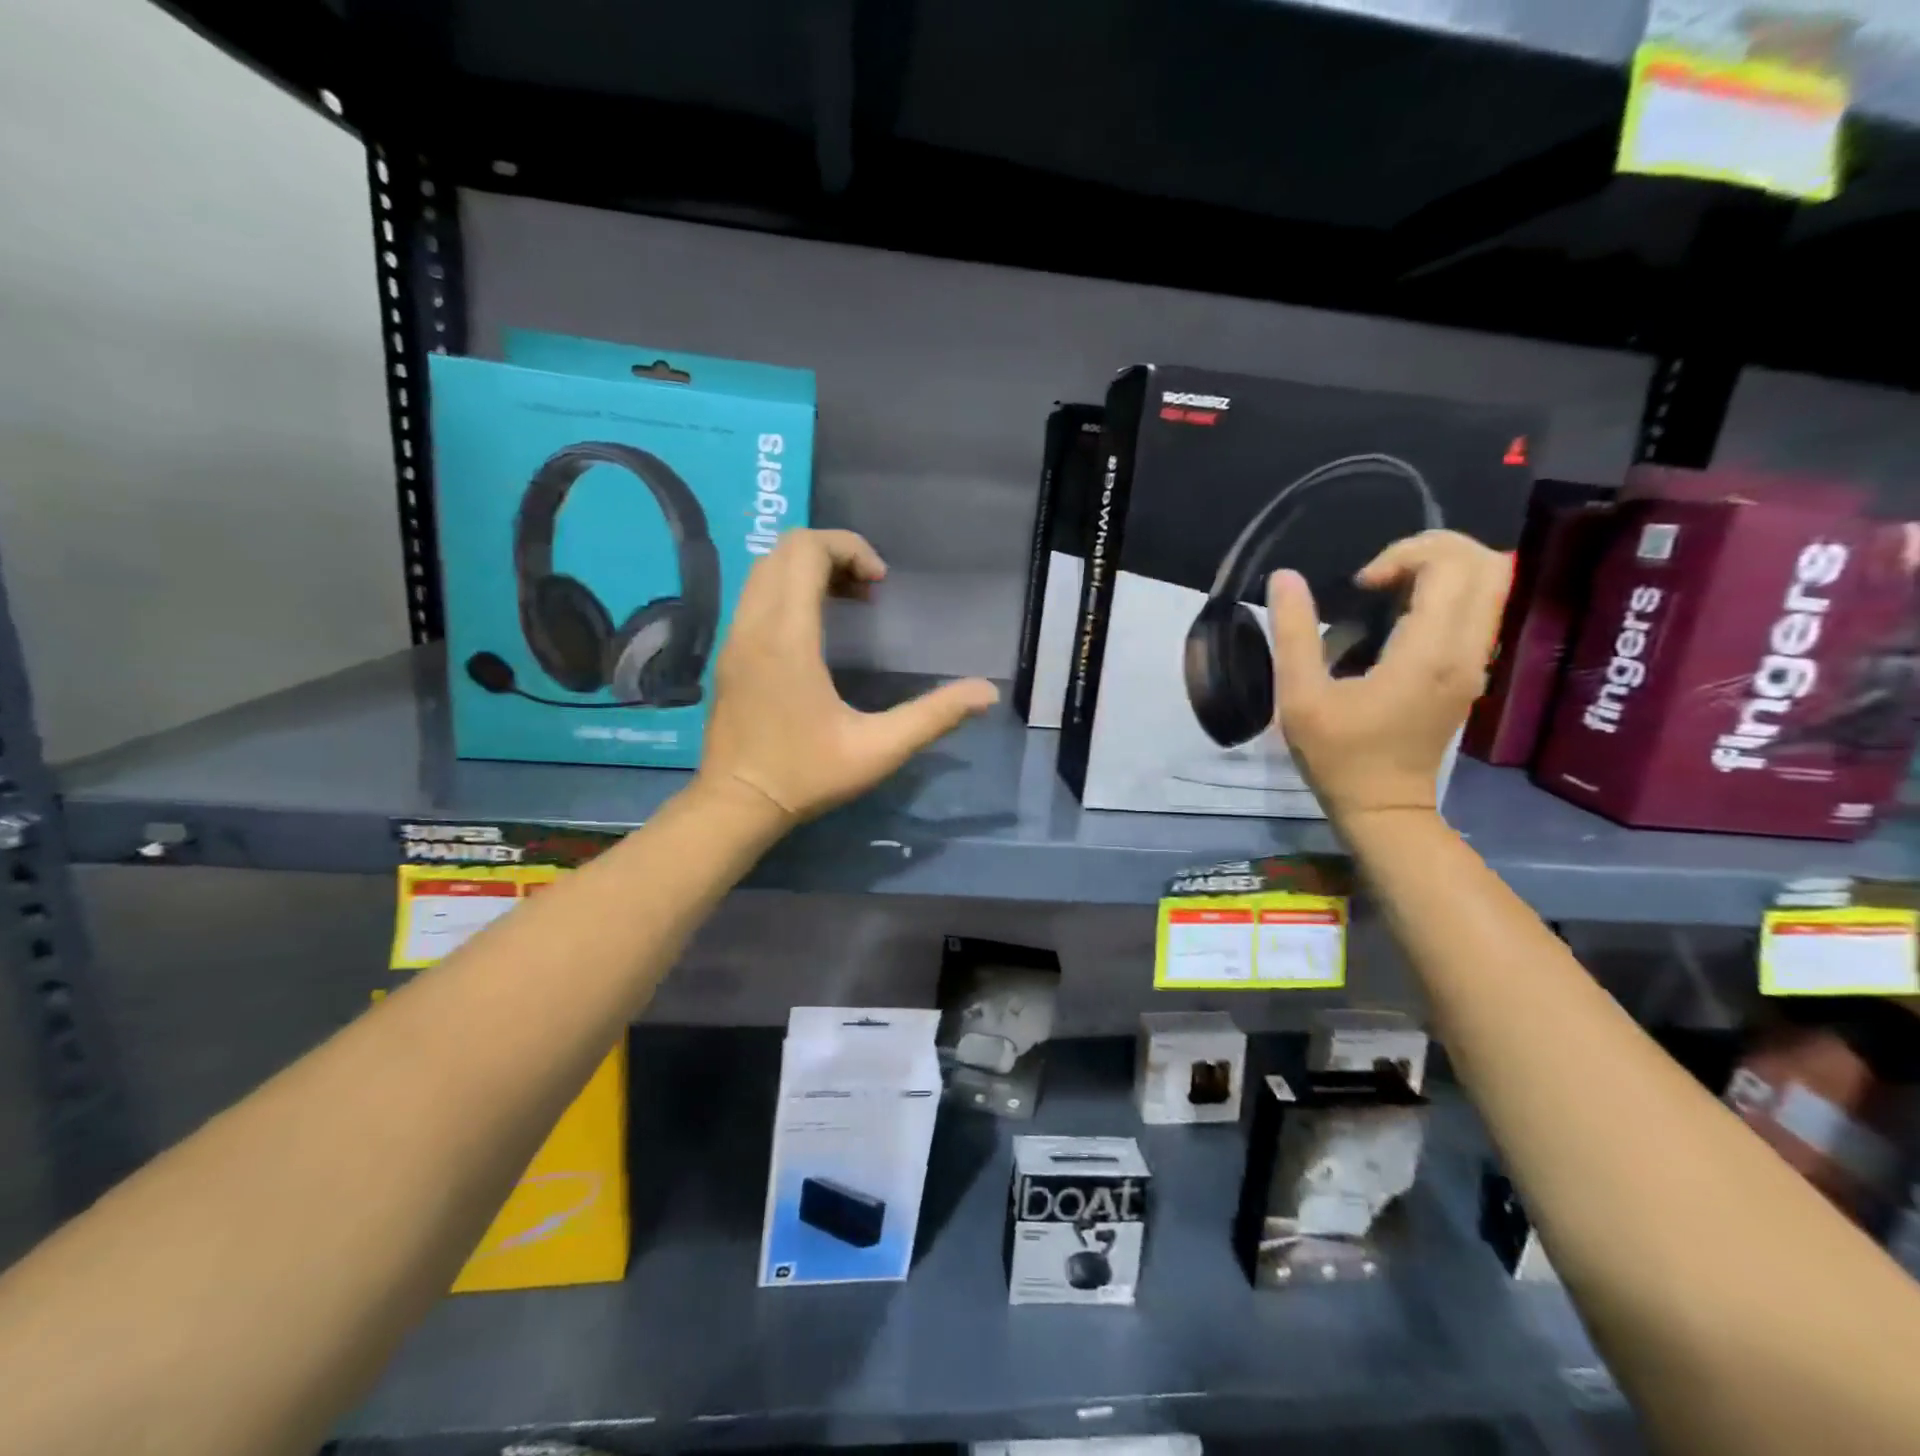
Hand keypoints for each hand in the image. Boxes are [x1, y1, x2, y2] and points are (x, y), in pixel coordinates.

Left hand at [697, 529, 998, 825]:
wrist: (735, 805)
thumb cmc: (806, 775)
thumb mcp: (879, 750)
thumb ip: (934, 716)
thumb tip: (986, 693)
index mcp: (787, 638)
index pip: (805, 551)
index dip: (849, 548)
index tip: (881, 584)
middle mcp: (754, 626)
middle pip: (784, 550)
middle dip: (832, 553)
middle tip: (869, 590)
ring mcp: (734, 638)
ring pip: (765, 570)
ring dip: (809, 570)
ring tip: (850, 602)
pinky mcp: (729, 653)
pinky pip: (756, 595)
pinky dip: (788, 590)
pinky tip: (818, 630)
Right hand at [1267, 530, 1509, 824]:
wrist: (1384, 806)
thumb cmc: (1338, 755)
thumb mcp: (1300, 697)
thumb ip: (1293, 633)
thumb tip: (1284, 577)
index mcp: (1428, 653)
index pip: (1450, 565)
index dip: (1404, 555)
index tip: (1361, 584)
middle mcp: (1466, 650)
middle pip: (1486, 563)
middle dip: (1431, 549)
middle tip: (1380, 574)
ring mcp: (1475, 661)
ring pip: (1490, 582)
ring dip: (1440, 569)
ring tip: (1388, 590)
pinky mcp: (1471, 670)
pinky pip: (1478, 607)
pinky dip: (1446, 592)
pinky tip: (1399, 615)